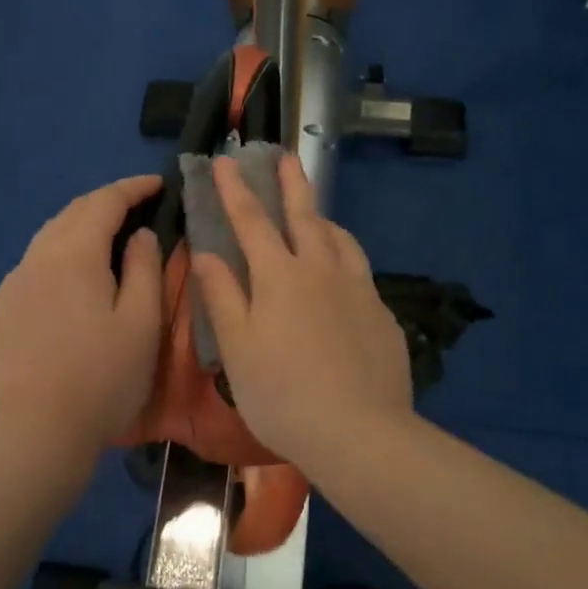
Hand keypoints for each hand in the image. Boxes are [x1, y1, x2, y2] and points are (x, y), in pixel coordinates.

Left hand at [0, 175, 163, 467]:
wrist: (36, 434)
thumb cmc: (103, 378)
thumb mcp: (142, 322)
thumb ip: (145, 267)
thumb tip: (140, 235)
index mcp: (74, 254)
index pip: (105, 201)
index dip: (133, 188)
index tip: (158, 184)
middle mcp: (36, 258)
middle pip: (72, 213)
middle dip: (106, 202)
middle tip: (137, 206)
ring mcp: (12, 284)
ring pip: (48, 238)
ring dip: (80, 227)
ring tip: (107, 238)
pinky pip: (33, 266)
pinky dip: (58, 256)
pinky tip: (71, 280)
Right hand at [189, 154, 412, 466]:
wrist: (360, 433)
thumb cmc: (283, 394)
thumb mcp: (238, 348)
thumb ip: (222, 295)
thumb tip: (205, 253)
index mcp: (280, 276)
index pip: (251, 220)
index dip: (236, 188)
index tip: (226, 159)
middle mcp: (322, 269)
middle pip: (304, 214)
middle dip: (291, 182)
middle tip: (285, 155)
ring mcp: (358, 289)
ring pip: (340, 239)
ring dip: (322, 218)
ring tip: (315, 214)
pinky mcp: (382, 312)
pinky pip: (359, 270)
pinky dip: (344, 257)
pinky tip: (342, 275)